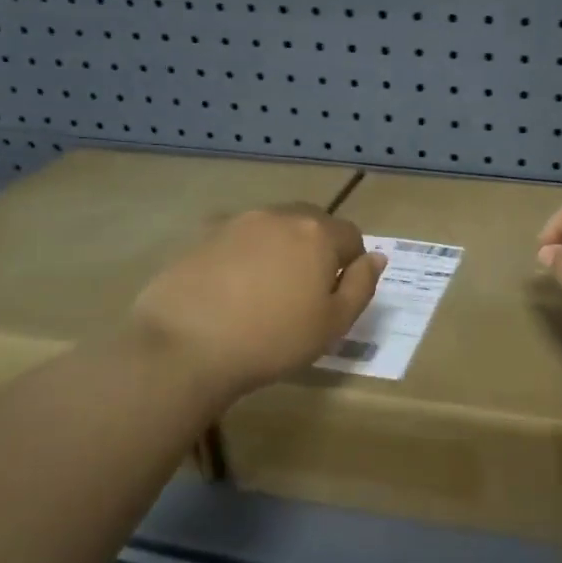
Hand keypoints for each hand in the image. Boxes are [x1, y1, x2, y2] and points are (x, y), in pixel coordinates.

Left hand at [133, 204, 385, 398]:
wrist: (185, 346)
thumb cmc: (272, 340)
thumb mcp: (333, 324)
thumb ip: (362, 286)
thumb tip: (376, 258)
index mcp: (317, 234)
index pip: (351, 236)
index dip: (351, 266)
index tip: (335, 298)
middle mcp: (279, 216)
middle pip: (312, 224)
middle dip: (317, 251)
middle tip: (304, 294)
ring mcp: (237, 222)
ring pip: (274, 229)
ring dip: (280, 250)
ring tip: (266, 292)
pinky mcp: (202, 236)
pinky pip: (239, 239)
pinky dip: (245, 256)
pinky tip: (232, 290)